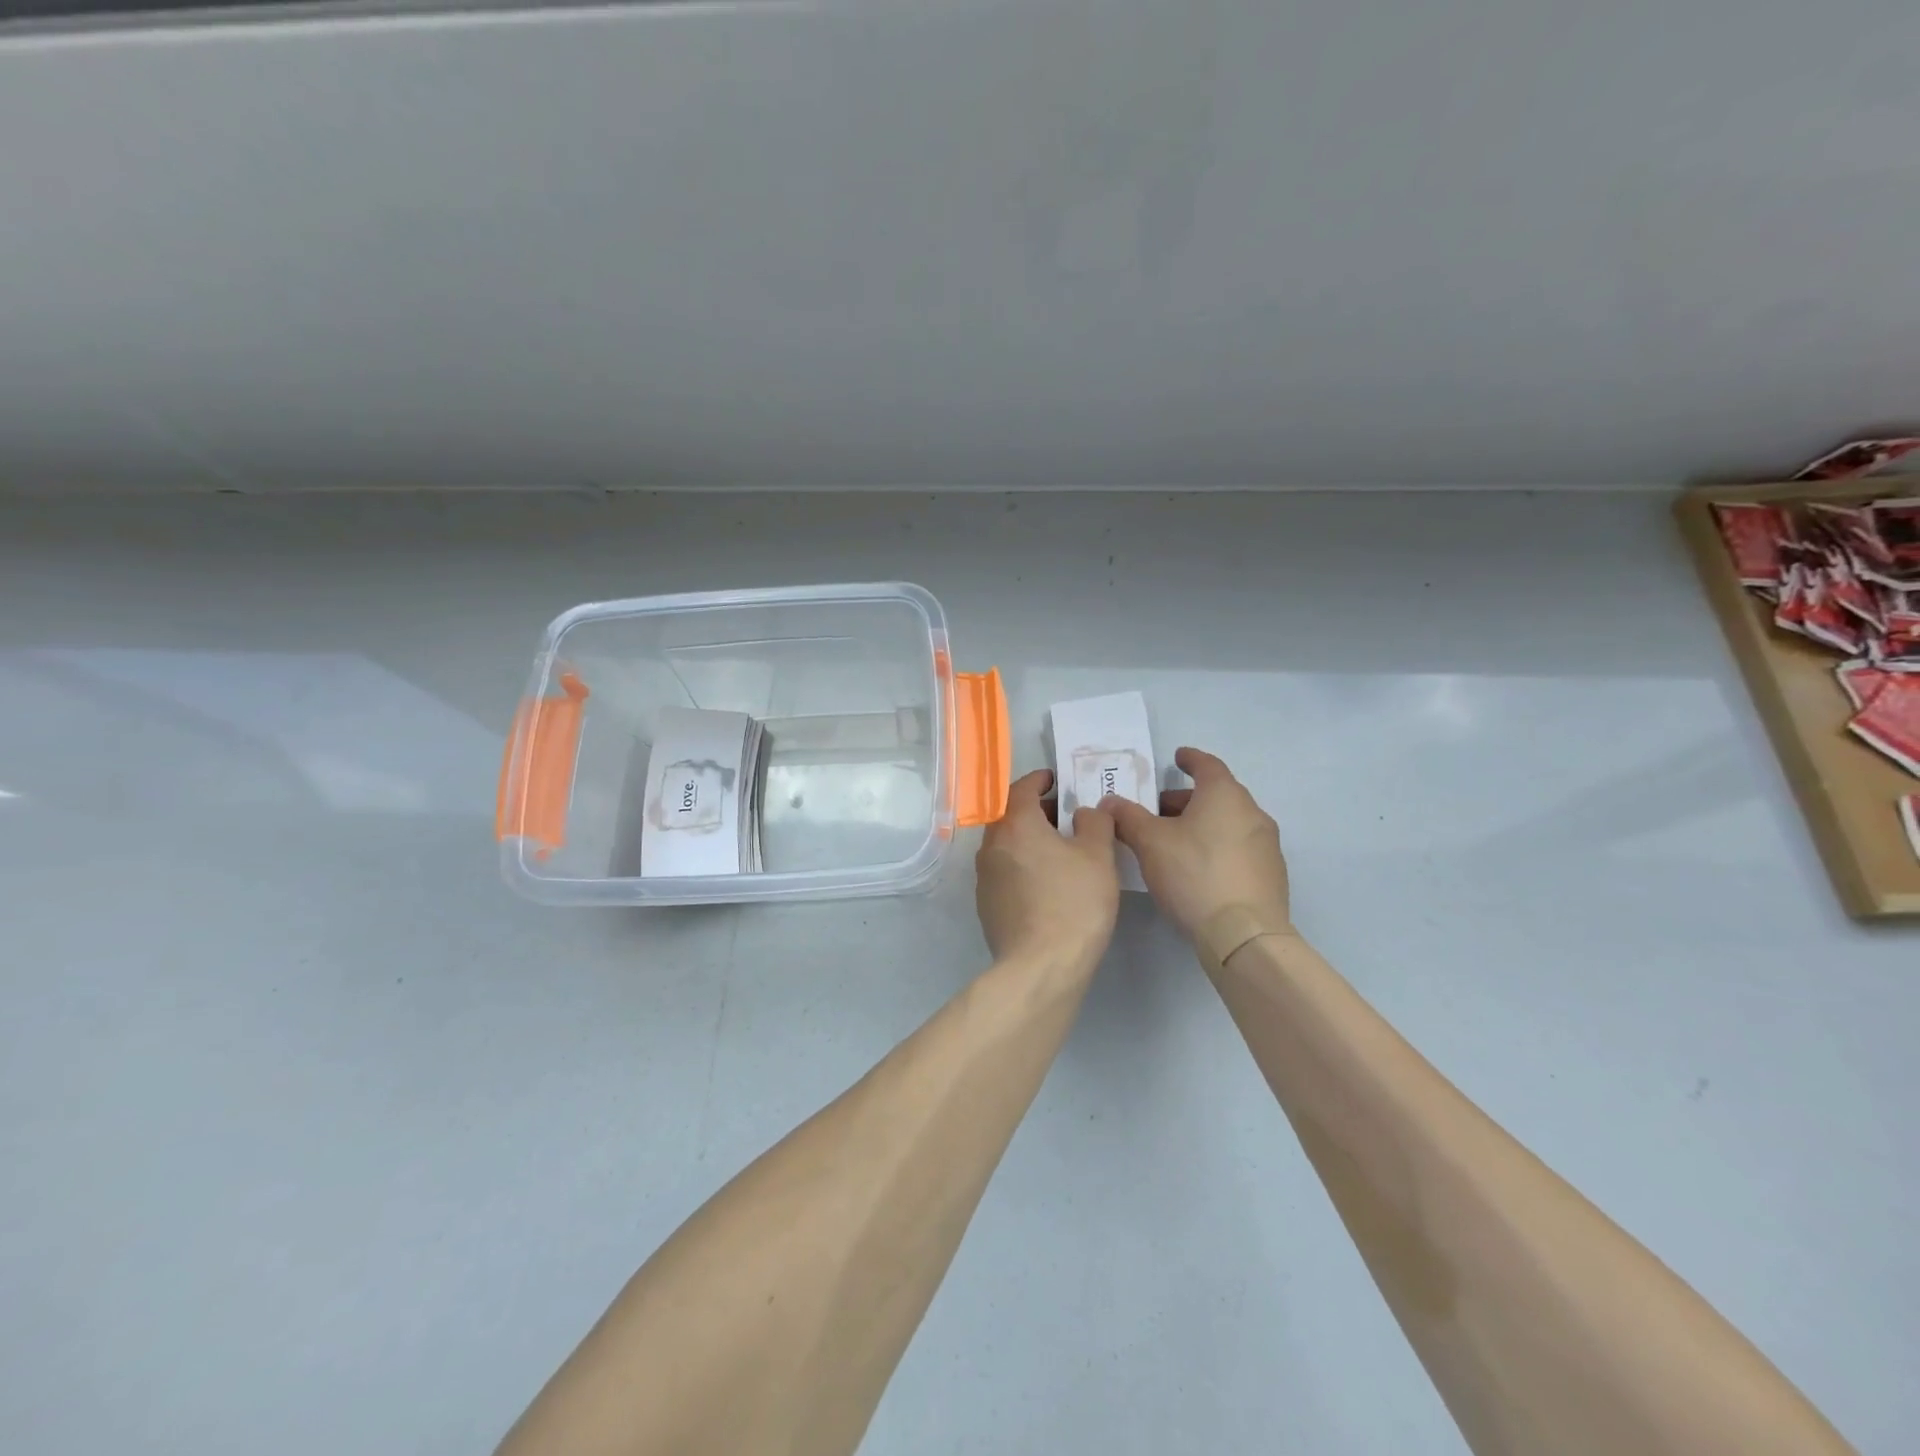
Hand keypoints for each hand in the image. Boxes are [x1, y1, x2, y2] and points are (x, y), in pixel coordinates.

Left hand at [975, 769, 1121, 968]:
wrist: (1041, 966)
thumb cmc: (1074, 902)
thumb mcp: (1098, 856)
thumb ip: (1094, 822)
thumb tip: (1085, 811)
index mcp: (1015, 824)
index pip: (1021, 787)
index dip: (1039, 780)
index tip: (1056, 780)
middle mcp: (992, 845)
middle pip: (1011, 815)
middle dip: (1037, 811)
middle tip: (1067, 817)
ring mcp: (985, 877)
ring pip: (1007, 844)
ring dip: (1030, 839)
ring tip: (1061, 851)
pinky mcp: (986, 904)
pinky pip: (1005, 871)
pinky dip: (1023, 865)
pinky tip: (1047, 883)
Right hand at [1100, 747, 1289, 940]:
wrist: (1244, 934)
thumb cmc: (1194, 875)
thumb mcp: (1149, 843)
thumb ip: (1128, 817)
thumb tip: (1110, 802)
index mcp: (1225, 795)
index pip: (1207, 765)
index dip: (1190, 759)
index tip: (1177, 757)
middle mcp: (1252, 812)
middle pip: (1217, 795)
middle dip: (1186, 800)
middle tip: (1157, 813)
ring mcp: (1267, 844)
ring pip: (1228, 822)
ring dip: (1202, 824)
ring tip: (1173, 844)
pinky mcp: (1271, 874)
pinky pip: (1239, 848)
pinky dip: (1217, 847)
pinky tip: (1198, 870)